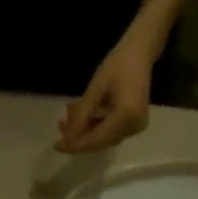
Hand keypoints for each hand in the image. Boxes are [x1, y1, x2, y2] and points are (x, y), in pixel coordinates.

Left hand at [57, 23, 157, 154]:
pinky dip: (93, 127)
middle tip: (60, 126)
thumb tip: (67, 138)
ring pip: (102, 139)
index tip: (57, 145)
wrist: (140, 52)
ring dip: (84, 132)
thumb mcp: (96, 88)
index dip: (75, 145)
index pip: (96, 139)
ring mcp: (135, 127)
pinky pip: (109, 133)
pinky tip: (81, 117)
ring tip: (66, 120)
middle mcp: (133, 127)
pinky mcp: (133, 125)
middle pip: (99, 142)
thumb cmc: (118, 64)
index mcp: (127, 116)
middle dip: (78, 137)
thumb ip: (81, 115)